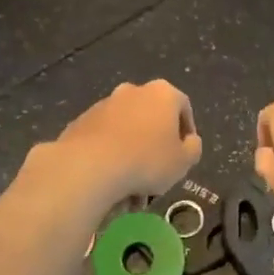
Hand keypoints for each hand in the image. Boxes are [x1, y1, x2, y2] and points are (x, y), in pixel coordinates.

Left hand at [52, 80, 201, 201]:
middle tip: (158, 169)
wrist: (90, 166)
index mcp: (162, 94)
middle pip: (151, 116)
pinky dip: (110, 154)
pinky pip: (104, 138)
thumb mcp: (184, 161)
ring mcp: (103, 105)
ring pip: (126, 129)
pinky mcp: (81, 122)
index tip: (184, 153)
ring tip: (132, 184)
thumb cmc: (147, 161)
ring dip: (132, 151)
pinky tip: (111, 179)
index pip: (183, 106)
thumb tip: (189, 141)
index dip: (187, 131)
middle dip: (155, 142)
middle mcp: (132, 91)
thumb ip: (193, 148)